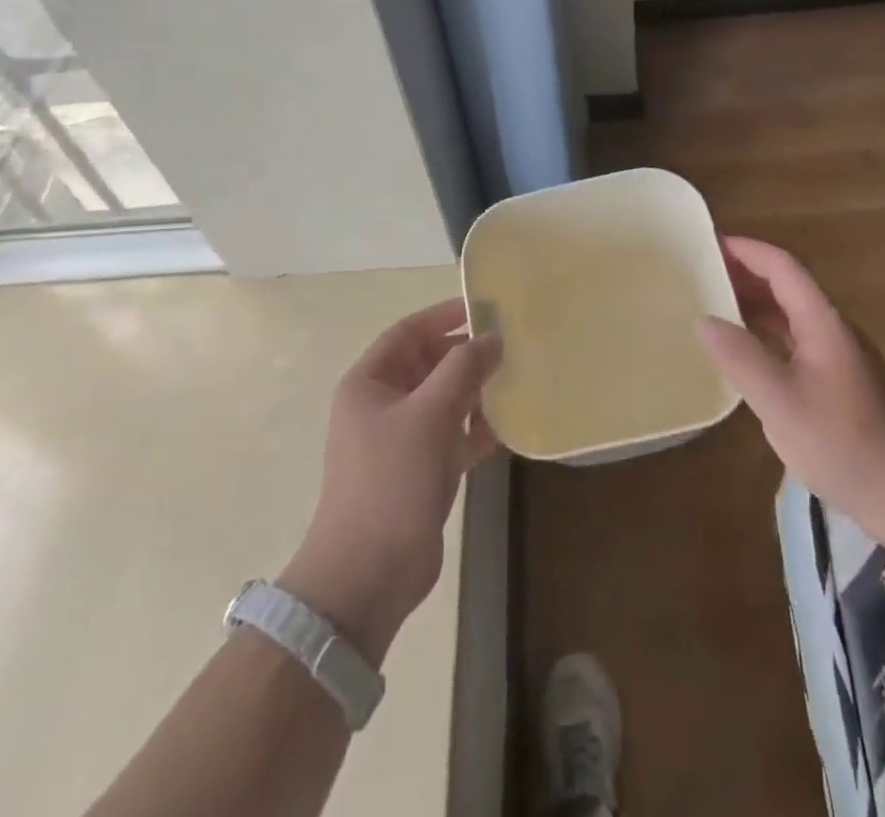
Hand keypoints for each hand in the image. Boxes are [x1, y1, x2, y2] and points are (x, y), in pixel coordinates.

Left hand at [280, 299, 500, 663]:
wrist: (368, 575)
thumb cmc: (391, 481)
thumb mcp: (429, 414)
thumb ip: (463, 368)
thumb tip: (492, 338)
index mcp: (368, 383)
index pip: (408, 333)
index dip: (443, 316)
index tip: (484, 309)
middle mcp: (382, 405)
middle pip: (428, 364)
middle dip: (465, 354)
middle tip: (510, 346)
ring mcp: (401, 440)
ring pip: (444, 399)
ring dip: (475, 390)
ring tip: (516, 379)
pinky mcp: (421, 471)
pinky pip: (453, 434)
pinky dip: (477, 427)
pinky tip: (509, 423)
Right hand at [697, 237, 884, 519]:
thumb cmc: (844, 442)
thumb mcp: (781, 400)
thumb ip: (740, 356)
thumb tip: (704, 319)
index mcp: (822, 322)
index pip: (782, 267)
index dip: (746, 250)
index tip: (708, 244)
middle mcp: (831, 330)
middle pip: (786, 287)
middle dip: (744, 275)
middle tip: (700, 275)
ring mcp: (837, 358)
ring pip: (790, 317)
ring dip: (753, 307)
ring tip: (712, 308)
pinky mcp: (838, 384)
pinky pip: (794, 344)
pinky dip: (764, 337)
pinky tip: (743, 356)